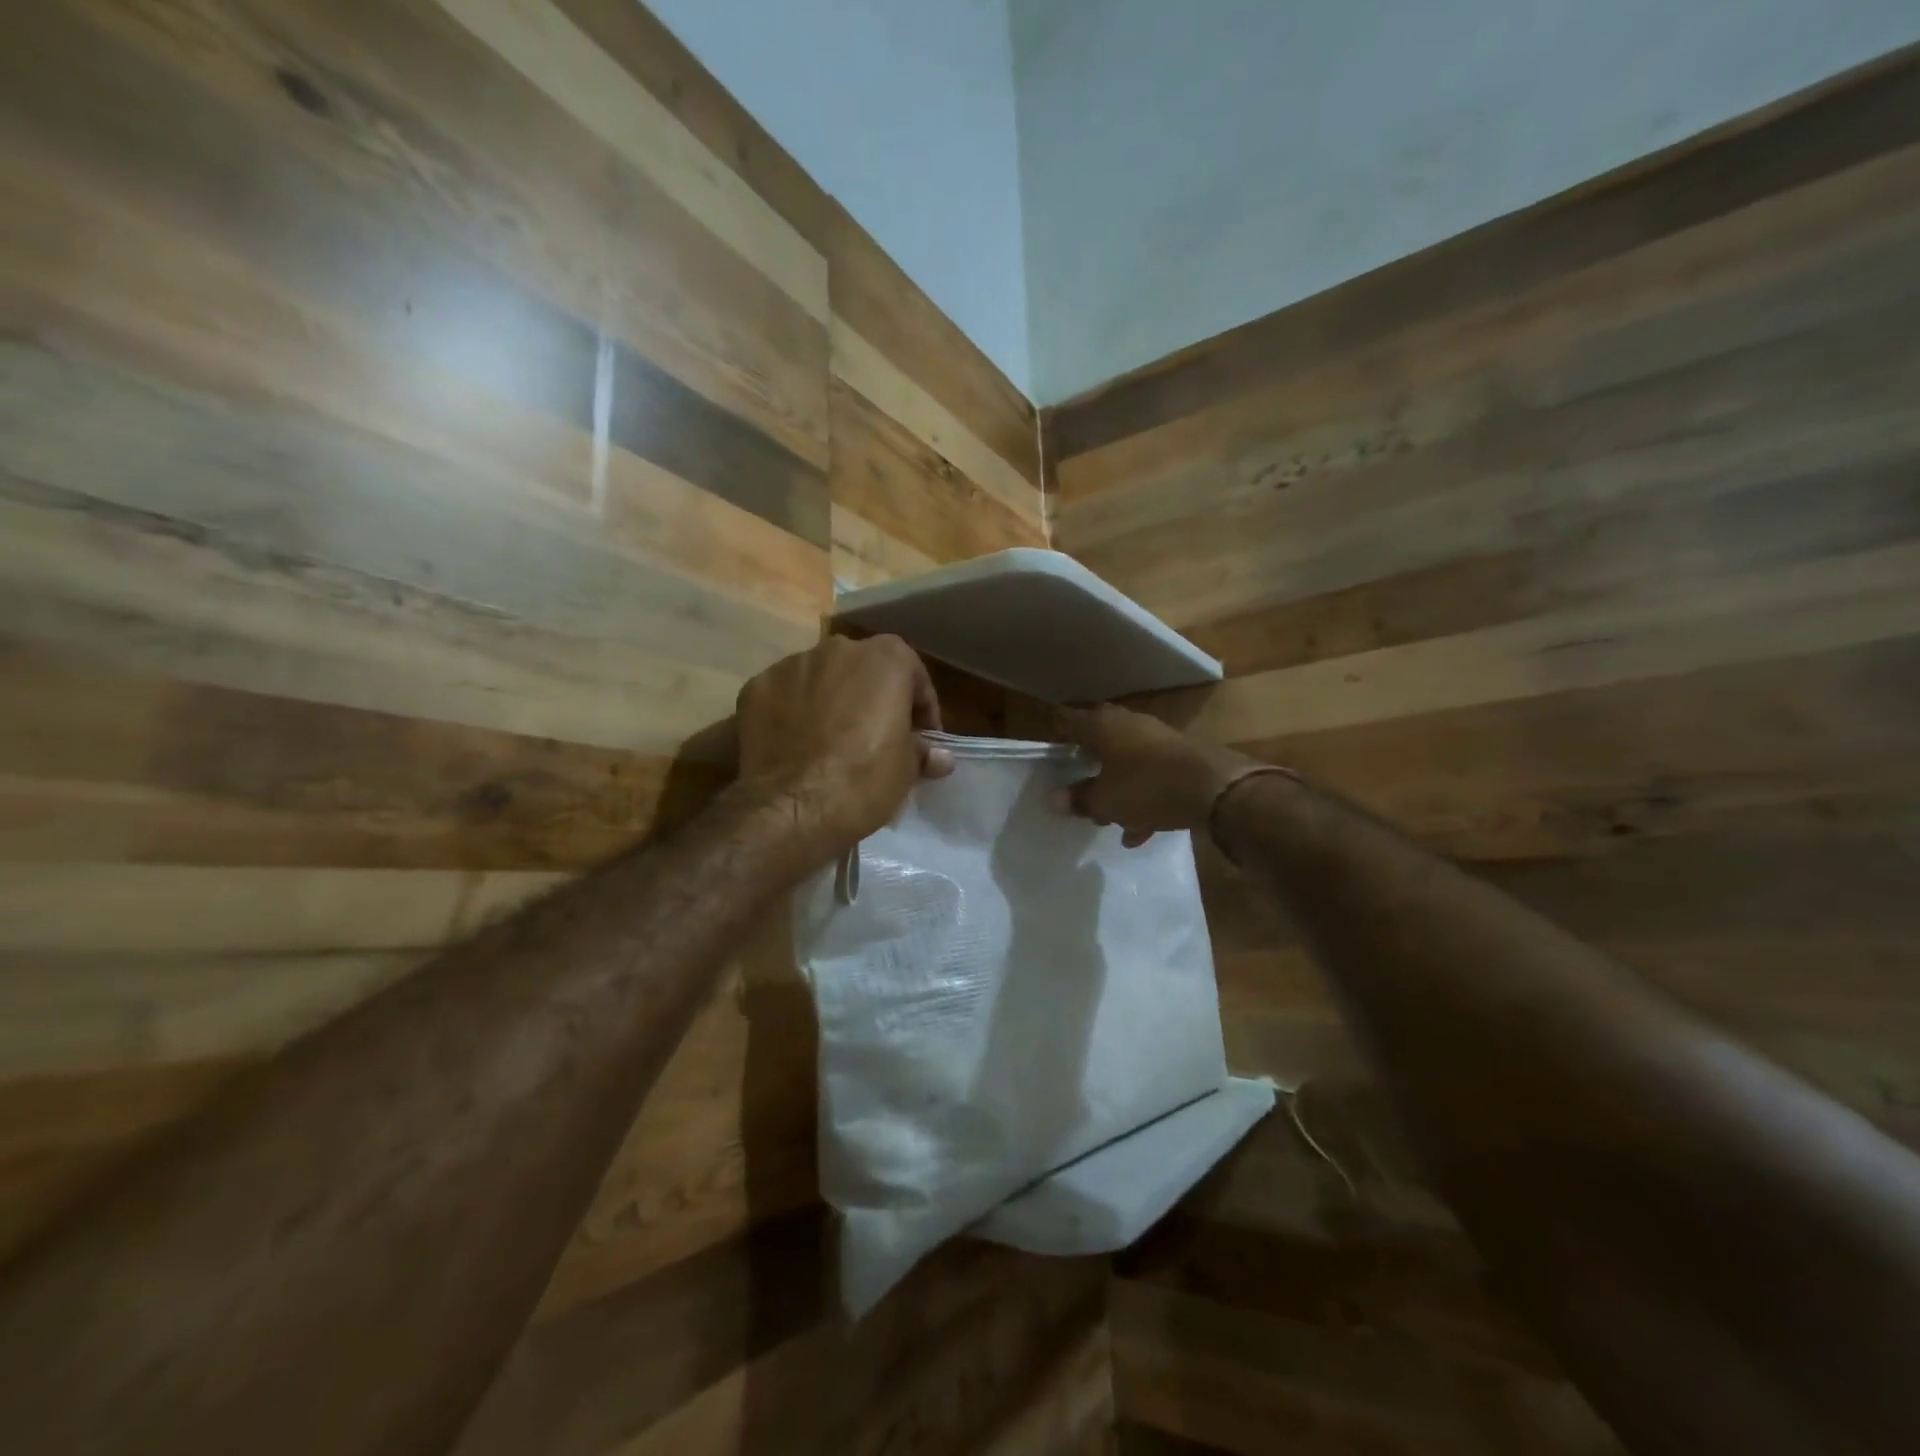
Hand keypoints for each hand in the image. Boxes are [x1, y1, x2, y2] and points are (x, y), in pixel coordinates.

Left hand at [735, 635, 953, 861]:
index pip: (914, 677)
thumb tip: (938, 757)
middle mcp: (838, 648)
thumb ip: (923, 751)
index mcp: (886, 657)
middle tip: (877, 738)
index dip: (921, 711)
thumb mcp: (908, 769)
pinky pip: (785, 696)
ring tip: (832, 742)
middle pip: (864, 671)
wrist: (792, 807)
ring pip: (822, 679)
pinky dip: (793, 712)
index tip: (921, 740)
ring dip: (832, 702)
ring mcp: (792, 664)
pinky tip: (797, 745)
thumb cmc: (864, 780)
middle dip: (873, 698)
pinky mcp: (756, 687)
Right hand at [1056, 704, 1263, 847]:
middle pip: (1100, 741)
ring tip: (1107, 819)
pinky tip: (1138, 831)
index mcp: (1104, 726)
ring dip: (1116, 788)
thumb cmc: (1147, 787)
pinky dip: (1141, 799)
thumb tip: (1055, 799)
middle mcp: (1130, 725)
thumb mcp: (1105, 800)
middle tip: (1076, 783)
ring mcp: (1158, 740)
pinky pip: (1150, 778)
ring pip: (1127, 762)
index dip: (1057, 731)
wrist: (1216, 789)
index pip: (1070, 720)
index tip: (1049, 747)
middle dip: (1088, 764)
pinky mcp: (1180, 759)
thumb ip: (1079, 799)